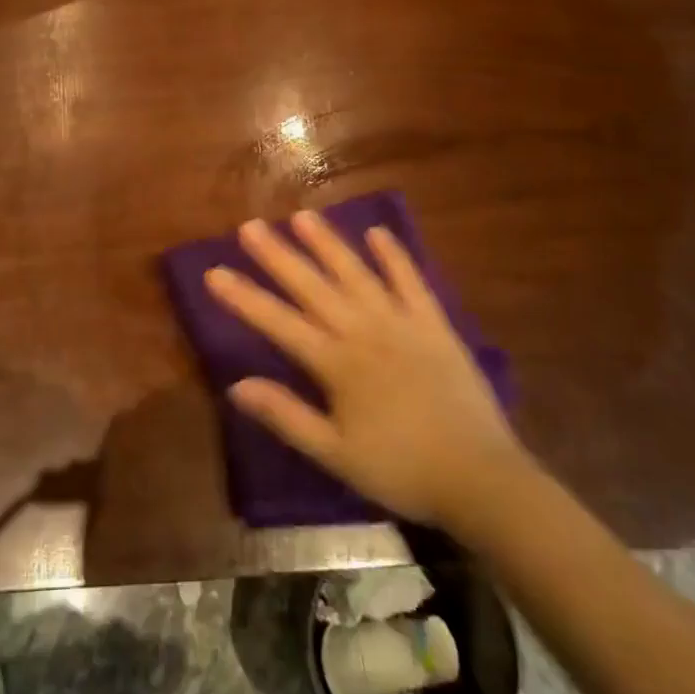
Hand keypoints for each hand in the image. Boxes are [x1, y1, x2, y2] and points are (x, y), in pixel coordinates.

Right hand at [205, 211, 521, 526]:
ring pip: (358, 274)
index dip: (245, 298)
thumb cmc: (401, 469)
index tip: (214, 272)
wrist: (480, 477)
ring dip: (328, 244)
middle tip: (250, 226)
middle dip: (278, 256)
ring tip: (303, 216)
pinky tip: (378, 232)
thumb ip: (287, 416)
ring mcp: (402, 323)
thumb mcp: (336, 454)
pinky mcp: (435, 324)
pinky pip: (412, 282)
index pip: (280, 323)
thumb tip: (237, 385)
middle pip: (313, 286)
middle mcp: (365, 331)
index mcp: (338, 364)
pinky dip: (395, 256)